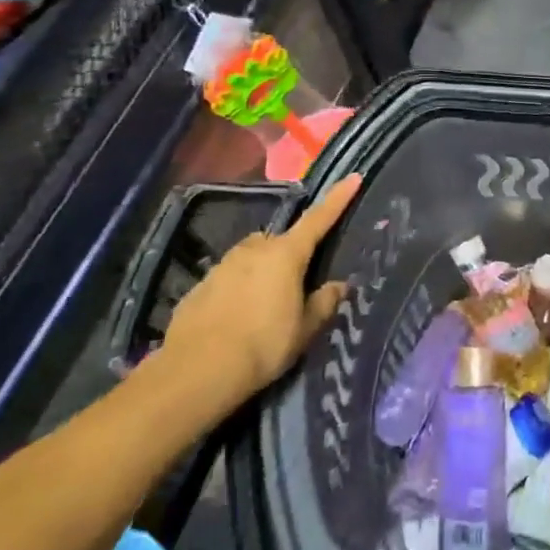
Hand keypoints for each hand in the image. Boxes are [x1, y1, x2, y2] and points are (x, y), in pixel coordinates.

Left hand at [147, 174, 362, 418]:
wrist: (196, 372)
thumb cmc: (263, 346)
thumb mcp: (304, 330)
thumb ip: (323, 303)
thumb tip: (338, 285)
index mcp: (286, 254)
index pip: (319, 219)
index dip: (337, 198)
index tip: (352, 177)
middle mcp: (254, 249)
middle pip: (280, 242)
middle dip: (289, 255)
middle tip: (296, 285)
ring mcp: (223, 265)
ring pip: (251, 258)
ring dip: (261, 272)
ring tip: (264, 307)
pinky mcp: (200, 286)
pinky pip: (228, 279)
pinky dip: (236, 291)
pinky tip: (236, 320)